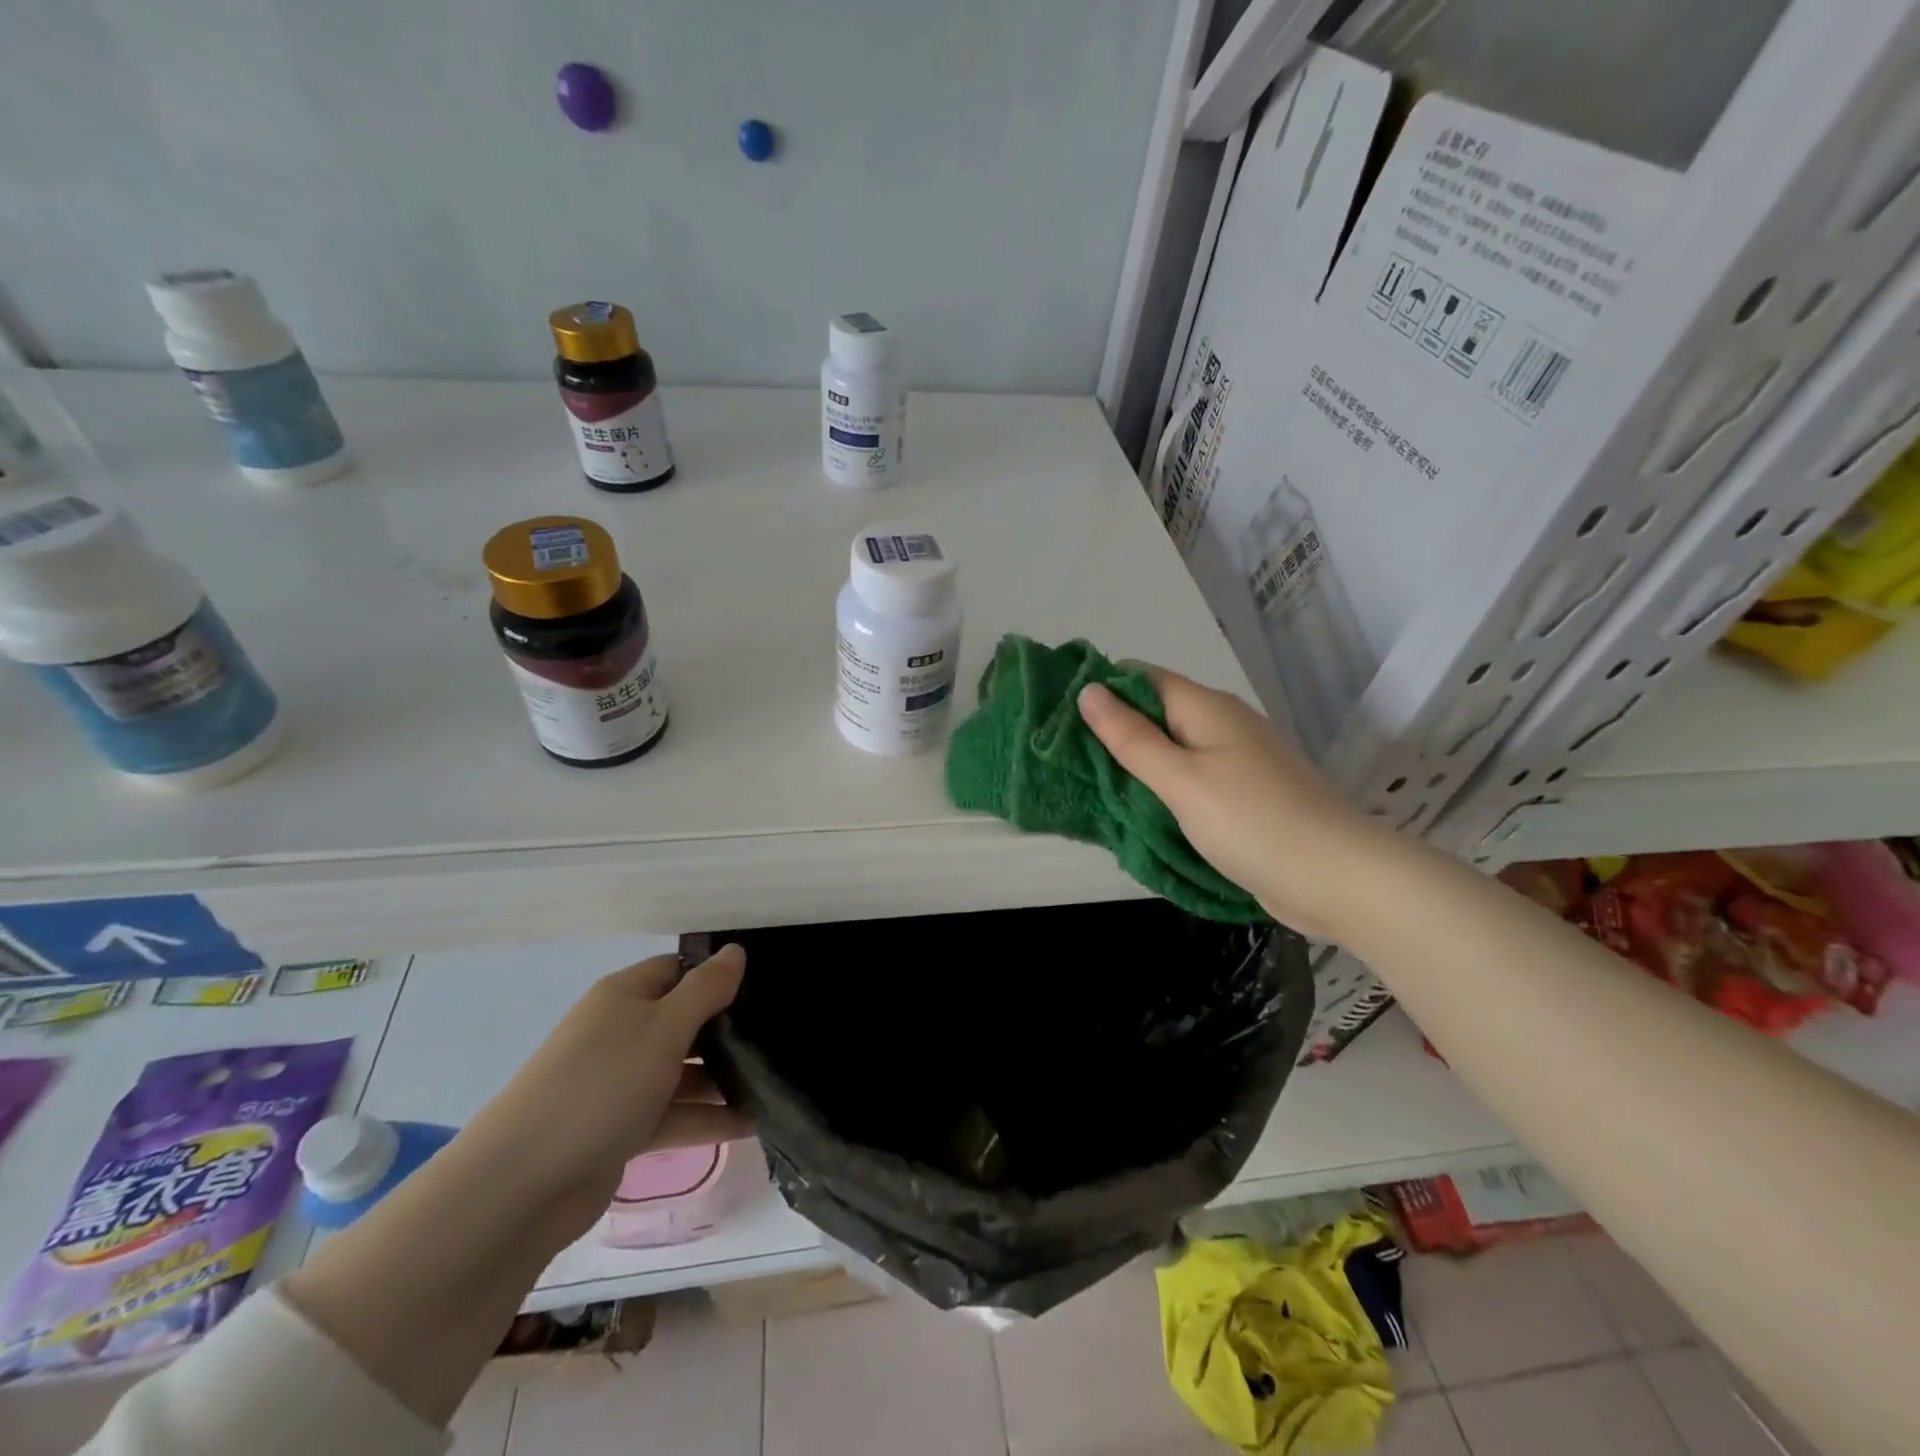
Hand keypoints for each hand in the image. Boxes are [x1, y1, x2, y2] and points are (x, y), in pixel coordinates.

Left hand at [461, 947, 750, 1236]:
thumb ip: (706, 989)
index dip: (718, 974)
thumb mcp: (664, 1028)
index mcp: (624, 996)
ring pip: (682, 1071)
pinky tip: (753, 1124)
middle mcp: (621, 1033)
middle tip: (779, 1037)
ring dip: (723, 1079)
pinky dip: (707, 1119)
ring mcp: (619, 1083)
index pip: (679, 970)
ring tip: (775, 1084)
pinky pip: (673, 1114)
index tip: (765, 987)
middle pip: (684, 1020)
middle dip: (728, 1030)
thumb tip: (735, 951)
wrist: (521, 1185)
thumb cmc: (601, 1085)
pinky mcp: (620, 1129)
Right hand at [1077, 667, 1375, 938]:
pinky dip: (1161, 788)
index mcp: (1207, 708)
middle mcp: (1222, 724)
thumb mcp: (1181, 780)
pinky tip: (1136, 807)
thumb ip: (1132, 738)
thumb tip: (1089, 690)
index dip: (1101, 688)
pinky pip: (1190, 779)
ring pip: (1172, 748)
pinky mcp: (1244, 795)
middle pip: (1156, 712)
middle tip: (1063, 757)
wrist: (1337, 878)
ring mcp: (1236, 760)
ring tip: (1087, 782)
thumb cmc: (1252, 822)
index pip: (1142, 677)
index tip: (1057, 715)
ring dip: (1135, 763)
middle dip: (1112, 730)